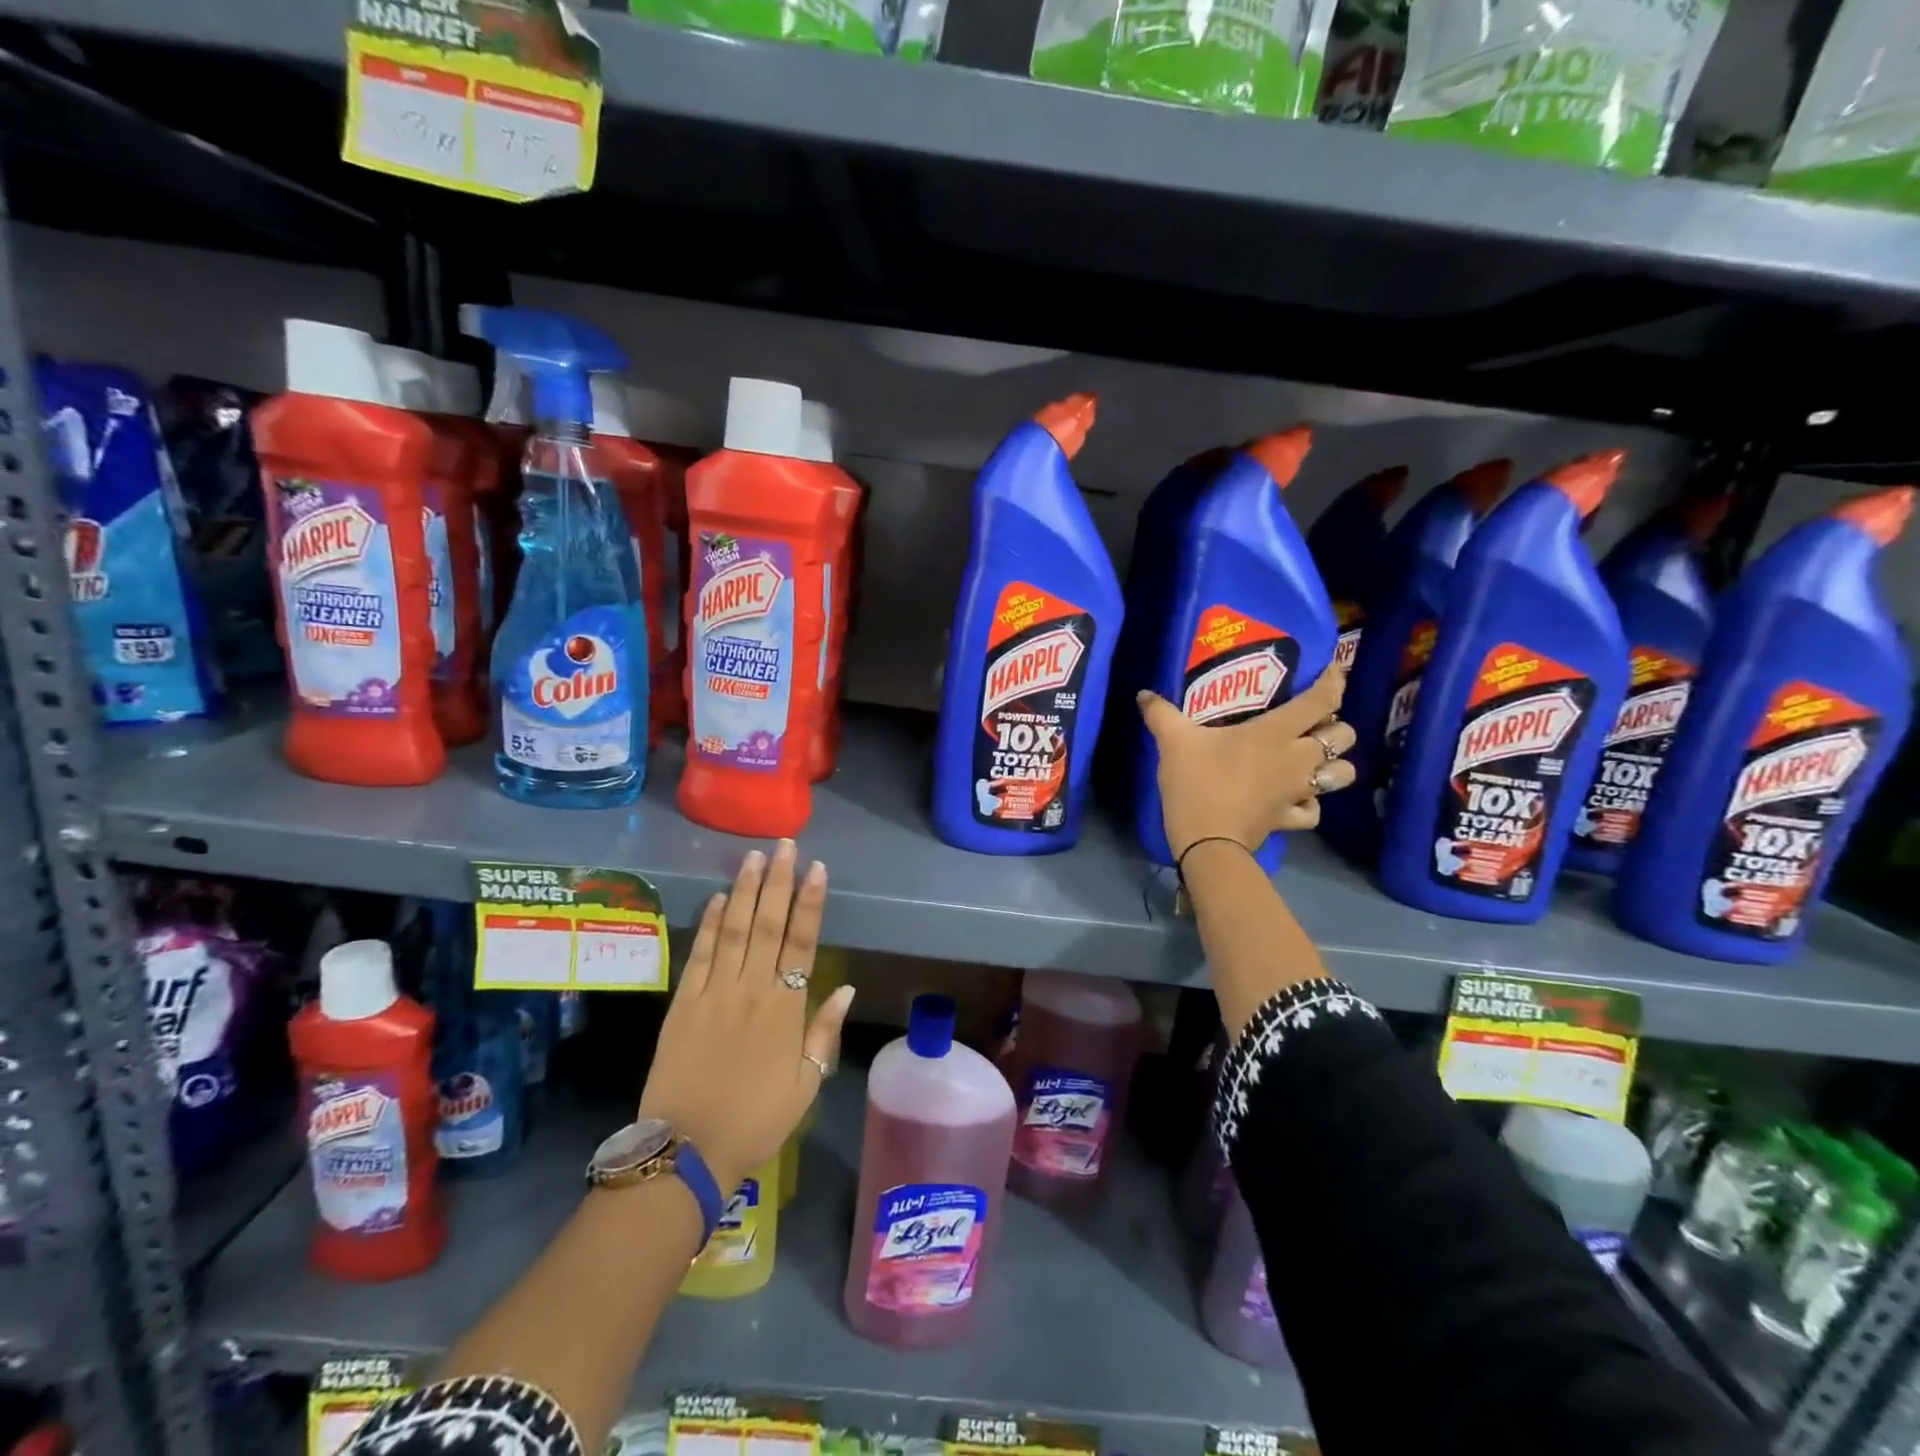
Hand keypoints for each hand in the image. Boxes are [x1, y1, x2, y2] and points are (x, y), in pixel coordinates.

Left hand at [639, 842, 855, 1192]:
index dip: (811, 903)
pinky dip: (711, 924)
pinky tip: (720, 897)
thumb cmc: (755, 1121)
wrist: (687, 1150)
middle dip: (779, 882)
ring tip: (755, 857)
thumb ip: (824, 1032)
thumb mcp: (805, 1085)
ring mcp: (714, 993)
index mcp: (786, 1009)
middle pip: (769, 925)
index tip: (817, 869)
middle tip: (785, 845)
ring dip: (747, 891)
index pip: (803, 943)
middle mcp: (752, 990)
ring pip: (735, 930)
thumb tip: (846, 987)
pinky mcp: (683, 1003)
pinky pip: (700, 954)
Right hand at [1139, 665, 1356, 860]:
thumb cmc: (1197, 782)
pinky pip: (1314, 810)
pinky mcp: (1290, 818)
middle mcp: (1297, 758)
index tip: (1332, 672)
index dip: (1333, 682)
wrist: (1207, 840)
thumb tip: (1143, 694)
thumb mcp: (1173, 741)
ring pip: (1342, 774)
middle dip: (1336, 727)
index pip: (1321, 701)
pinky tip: (1295, 799)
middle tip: (1312, 724)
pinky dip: (1310, 804)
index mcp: (1275, 732)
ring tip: (1313, 761)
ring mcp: (1298, 790)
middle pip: (1344, 737)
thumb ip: (1161, 714)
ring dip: (1334, 765)